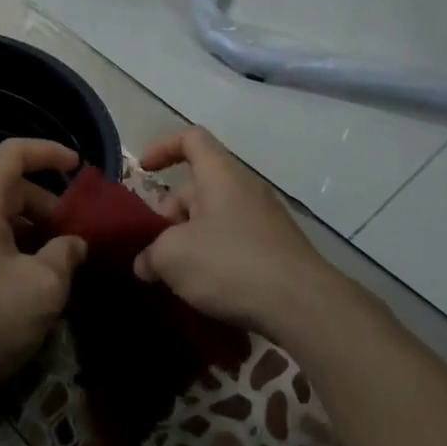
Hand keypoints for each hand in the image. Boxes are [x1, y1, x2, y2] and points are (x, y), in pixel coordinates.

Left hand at [0, 138, 87, 419]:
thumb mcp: (44, 285)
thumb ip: (66, 253)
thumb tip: (73, 244)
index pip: (13, 153)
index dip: (49, 153)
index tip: (79, 167)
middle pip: (7, 188)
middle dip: (48, 205)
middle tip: (79, 233)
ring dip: (32, 231)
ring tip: (62, 259)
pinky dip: (12, 249)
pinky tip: (32, 280)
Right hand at [133, 127, 344, 341]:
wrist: (303, 306)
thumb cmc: (231, 265)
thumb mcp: (173, 257)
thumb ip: (150, 254)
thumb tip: (146, 263)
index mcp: (221, 175)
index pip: (191, 139)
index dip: (163, 147)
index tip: (143, 170)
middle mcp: (245, 189)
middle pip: (197, 188)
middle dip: (169, 216)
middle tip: (155, 253)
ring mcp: (265, 220)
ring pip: (214, 219)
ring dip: (189, 241)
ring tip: (176, 277)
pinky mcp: (277, 250)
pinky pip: (234, 242)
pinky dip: (214, 257)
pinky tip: (205, 289)